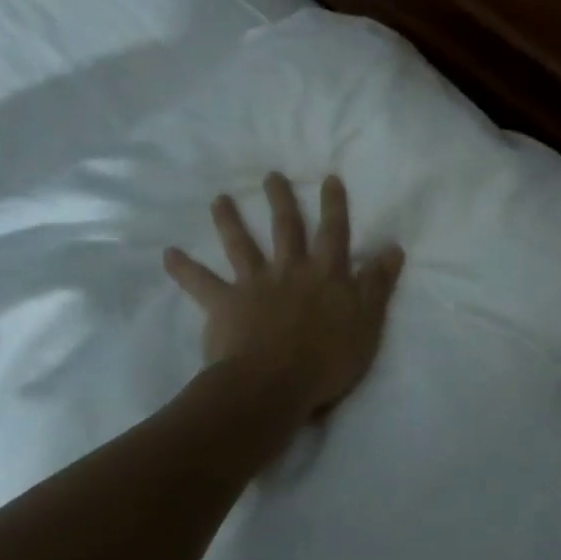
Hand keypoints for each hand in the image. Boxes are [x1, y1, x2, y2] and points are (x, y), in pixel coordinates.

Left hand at [164, 172, 404, 418]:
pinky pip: (201, 284)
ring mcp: (255, 285)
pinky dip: (184, 269)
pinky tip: (168, 254)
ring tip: (219, 199)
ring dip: (230, 221)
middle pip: (285, 229)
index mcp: (325, 274)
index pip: (333, 233)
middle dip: (281, 200)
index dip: (333, 205)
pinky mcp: (225, 305)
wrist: (275, 384)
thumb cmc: (328, 358)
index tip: (328, 178)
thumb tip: (393, 248)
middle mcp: (289, 270)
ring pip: (241, 245)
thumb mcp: (368, 322)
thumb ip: (378, 284)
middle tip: (272, 176)